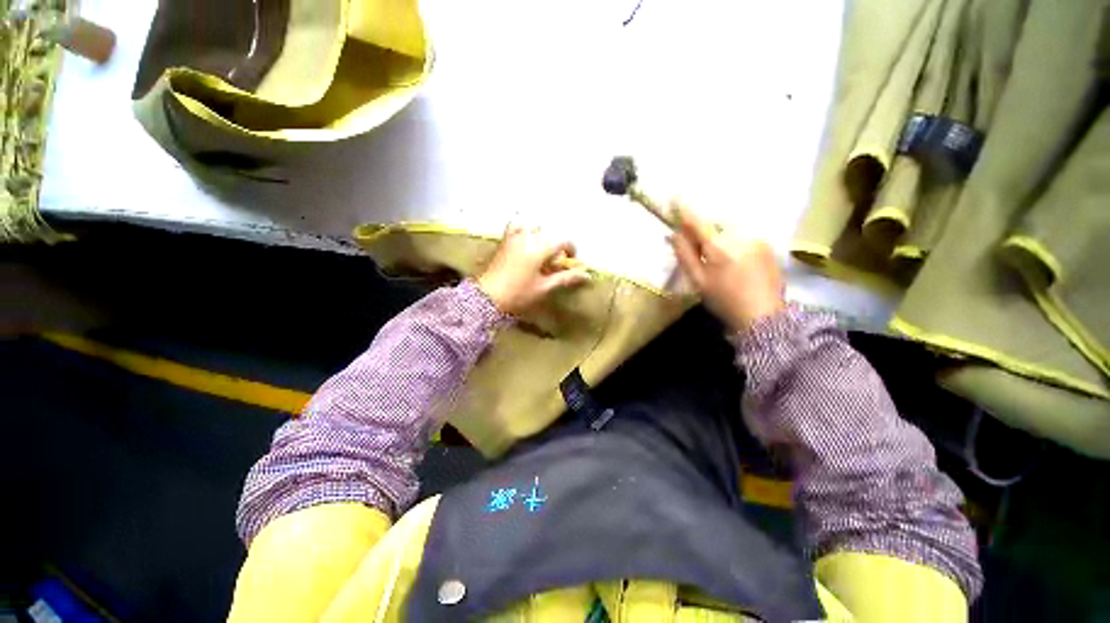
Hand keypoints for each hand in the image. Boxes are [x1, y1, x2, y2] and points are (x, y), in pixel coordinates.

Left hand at [477, 224, 591, 314]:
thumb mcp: (544, 287)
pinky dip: (524, 229)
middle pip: (550, 234)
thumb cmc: (519, 294)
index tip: (570, 264)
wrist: (487, 297)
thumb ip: (566, 278)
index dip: (571, 251)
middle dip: (556, 246)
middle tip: (554, 264)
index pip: (563, 241)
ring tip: (540, 253)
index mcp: (540, 247)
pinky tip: (525, 241)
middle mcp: (528, 236)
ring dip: (542, 237)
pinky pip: (517, 226)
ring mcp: (514, 236)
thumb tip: (587, 275)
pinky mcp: (505, 239)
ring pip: (535, 227)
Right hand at [668, 202, 784, 332]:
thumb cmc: (724, 300)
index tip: (675, 197)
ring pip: (730, 228)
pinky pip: (743, 234)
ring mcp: (756, 238)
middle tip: (693, 236)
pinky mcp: (767, 244)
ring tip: (715, 252)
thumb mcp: (698, 280)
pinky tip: (733, 256)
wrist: (762, 316)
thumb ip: (685, 254)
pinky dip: (733, 238)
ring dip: (719, 232)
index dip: (684, 209)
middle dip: (703, 226)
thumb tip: (673, 233)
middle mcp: (739, 235)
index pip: (697, 221)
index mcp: (718, 246)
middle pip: (714, 222)